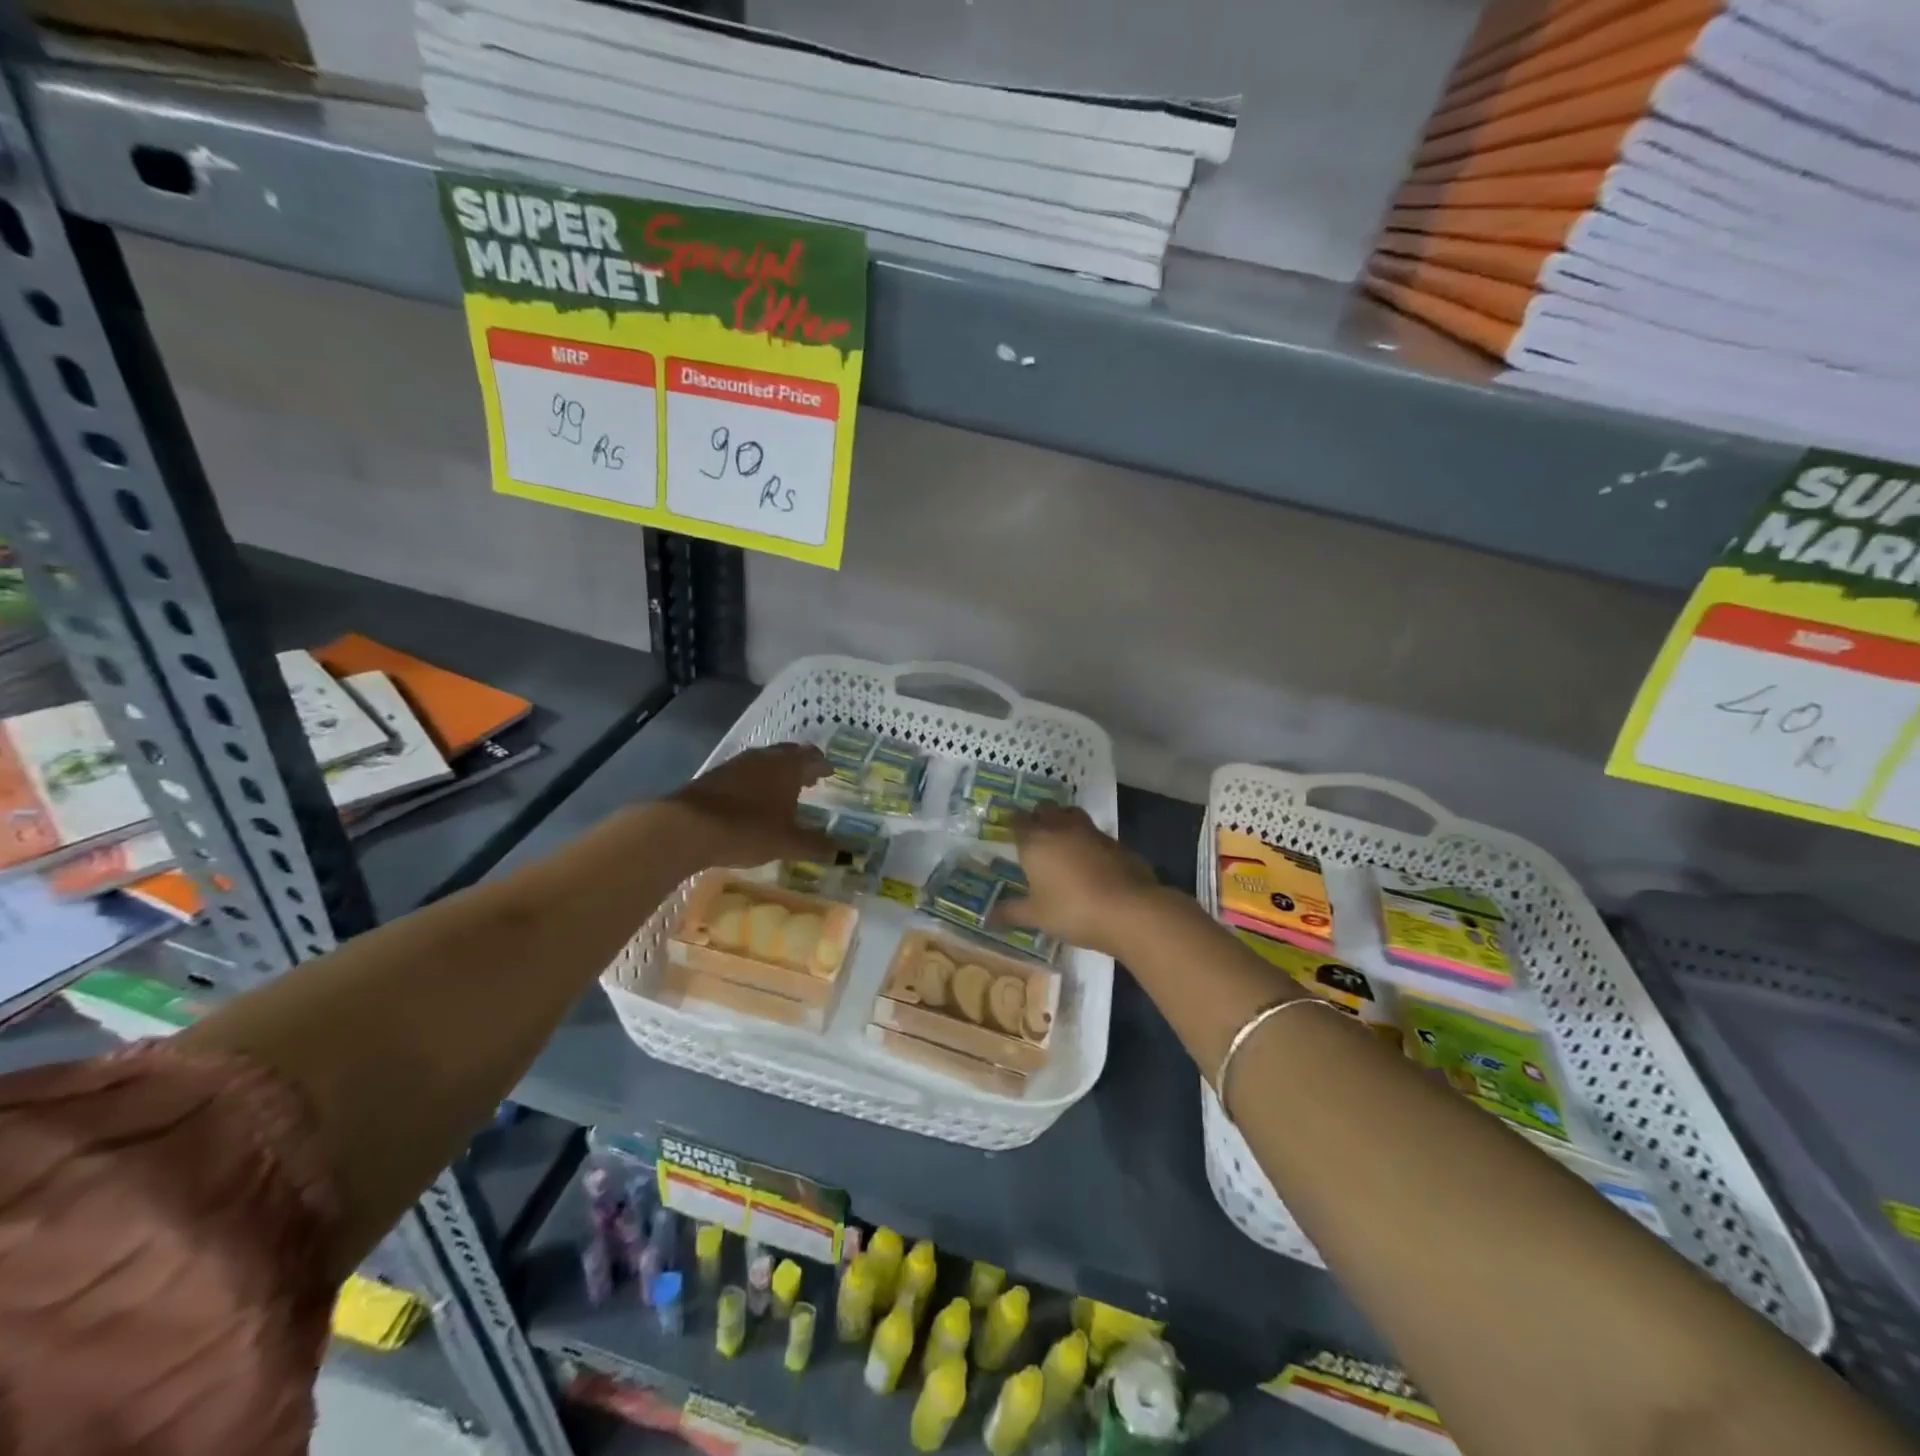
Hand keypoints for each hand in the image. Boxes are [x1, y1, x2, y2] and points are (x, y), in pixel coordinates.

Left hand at [665, 743, 835, 868]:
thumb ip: (815, 845)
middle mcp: (764, 757)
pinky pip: (745, 772)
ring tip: (784, 790)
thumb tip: (841, 853)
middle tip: (810, 779)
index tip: (830, 772)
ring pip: (765, 761)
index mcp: (788, 766)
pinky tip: (754, 798)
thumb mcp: (787, 843)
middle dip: (801, 765)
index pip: (812, 757)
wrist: (687, 827)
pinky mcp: (715, 775)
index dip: (823, 765)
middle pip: (789, 754)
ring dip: (777, 772)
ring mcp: (737, 764)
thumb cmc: (747, 829)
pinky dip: (756, 781)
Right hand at [997, 804, 1165, 956]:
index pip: (1017, 821)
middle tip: (1033, 833)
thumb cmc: (1073, 910)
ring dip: (1064, 821)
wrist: (1129, 910)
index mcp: (1036, 841)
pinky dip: (1087, 841)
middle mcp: (1062, 828)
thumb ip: (1011, 912)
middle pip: (1045, 809)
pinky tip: (1088, 860)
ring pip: (1072, 815)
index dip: (1011, 823)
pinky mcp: (1116, 843)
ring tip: (1060, 840)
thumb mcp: (1037, 916)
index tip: (1008, 830)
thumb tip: (988, 917)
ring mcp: (1092, 832)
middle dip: (1037, 816)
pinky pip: (1095, 834)